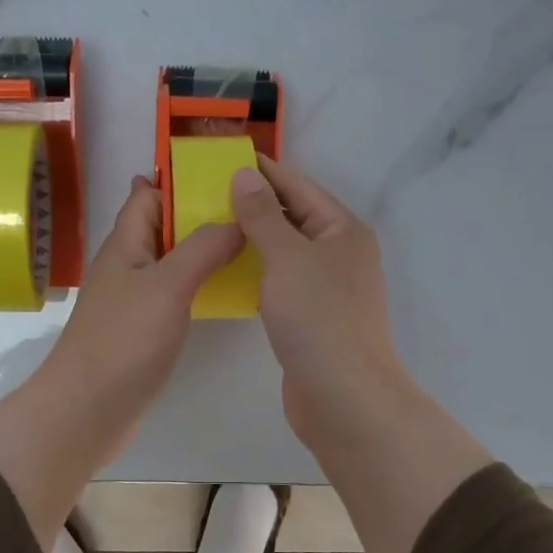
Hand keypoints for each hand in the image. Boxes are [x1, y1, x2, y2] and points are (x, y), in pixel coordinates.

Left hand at [0, 176, 243, 548]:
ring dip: (201, 249)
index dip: (176, 178)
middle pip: (162, 227)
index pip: (147, 195)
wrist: (88, 409)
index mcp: (126, 244)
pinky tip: (226, 290)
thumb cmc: (124, 339)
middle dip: (197, 212)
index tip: (221, 170)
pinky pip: (175, 294)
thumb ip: (202, 248)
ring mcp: (134, 300)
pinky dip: (198, 284)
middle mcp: (128, 266)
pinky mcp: (144, 330)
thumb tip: (236, 219)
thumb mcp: (167, 284)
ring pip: (170, 261)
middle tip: (247, 207)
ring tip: (246, 242)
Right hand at [228, 157, 411, 448]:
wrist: (343, 396)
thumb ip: (263, 214)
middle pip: (295, 216)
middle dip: (255, 203)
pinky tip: (230, 269)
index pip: (299, 186)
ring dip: (255, 237)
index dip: (265, 170)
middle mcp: (340, 253)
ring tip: (212, 225)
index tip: (227, 156)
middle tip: (208, 191)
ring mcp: (328, 288)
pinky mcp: (313, 317)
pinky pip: (282, 280)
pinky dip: (258, 270)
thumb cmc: (318, 317)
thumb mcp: (286, 257)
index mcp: (343, 230)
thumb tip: (245, 174)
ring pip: (287, 250)